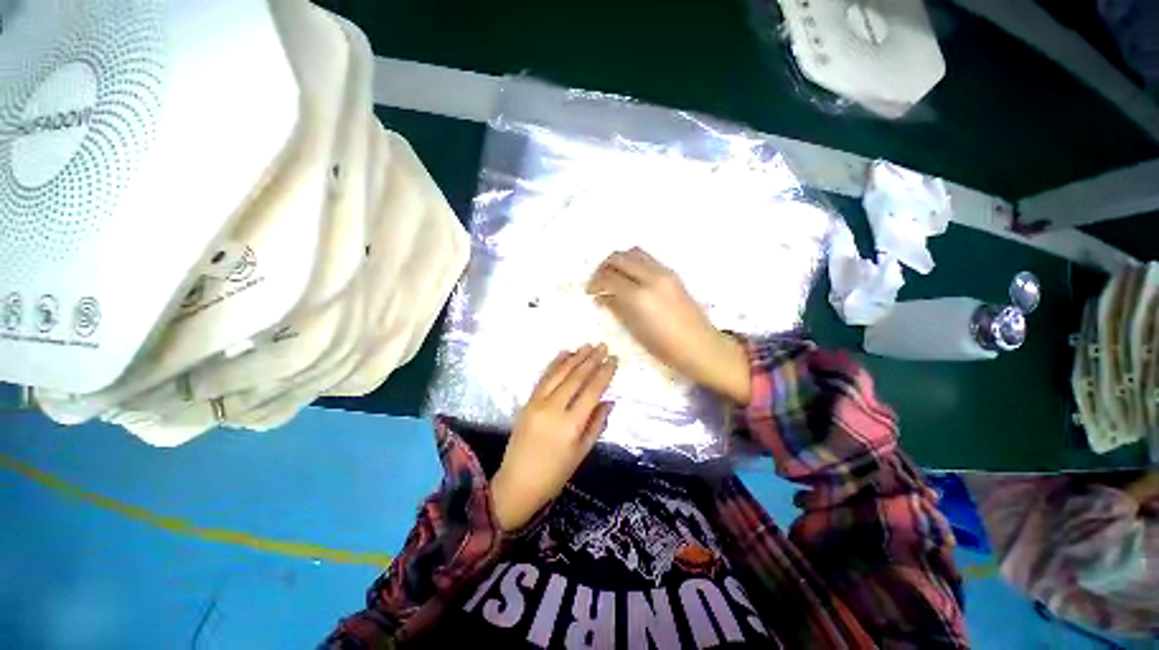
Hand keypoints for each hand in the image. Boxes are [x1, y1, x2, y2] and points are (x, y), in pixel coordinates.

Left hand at [491, 344, 617, 530]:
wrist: (517, 483)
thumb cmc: (555, 474)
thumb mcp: (581, 452)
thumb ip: (597, 424)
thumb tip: (609, 400)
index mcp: (571, 425)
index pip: (591, 391)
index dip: (604, 373)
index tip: (614, 359)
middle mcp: (553, 409)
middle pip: (576, 378)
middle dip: (591, 359)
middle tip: (603, 346)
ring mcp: (537, 403)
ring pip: (559, 373)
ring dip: (575, 357)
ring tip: (588, 345)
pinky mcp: (527, 402)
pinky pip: (543, 378)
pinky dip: (555, 363)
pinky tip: (564, 353)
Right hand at [587, 247, 750, 403]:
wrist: (700, 345)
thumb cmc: (665, 346)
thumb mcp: (635, 329)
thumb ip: (617, 307)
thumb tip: (601, 297)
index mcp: (640, 296)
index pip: (609, 278)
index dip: (595, 283)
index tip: (590, 291)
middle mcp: (651, 277)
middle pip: (620, 257)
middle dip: (604, 267)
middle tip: (598, 281)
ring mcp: (664, 272)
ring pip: (634, 252)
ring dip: (619, 261)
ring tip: (613, 277)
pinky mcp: (672, 273)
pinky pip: (647, 259)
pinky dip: (633, 263)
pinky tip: (630, 279)